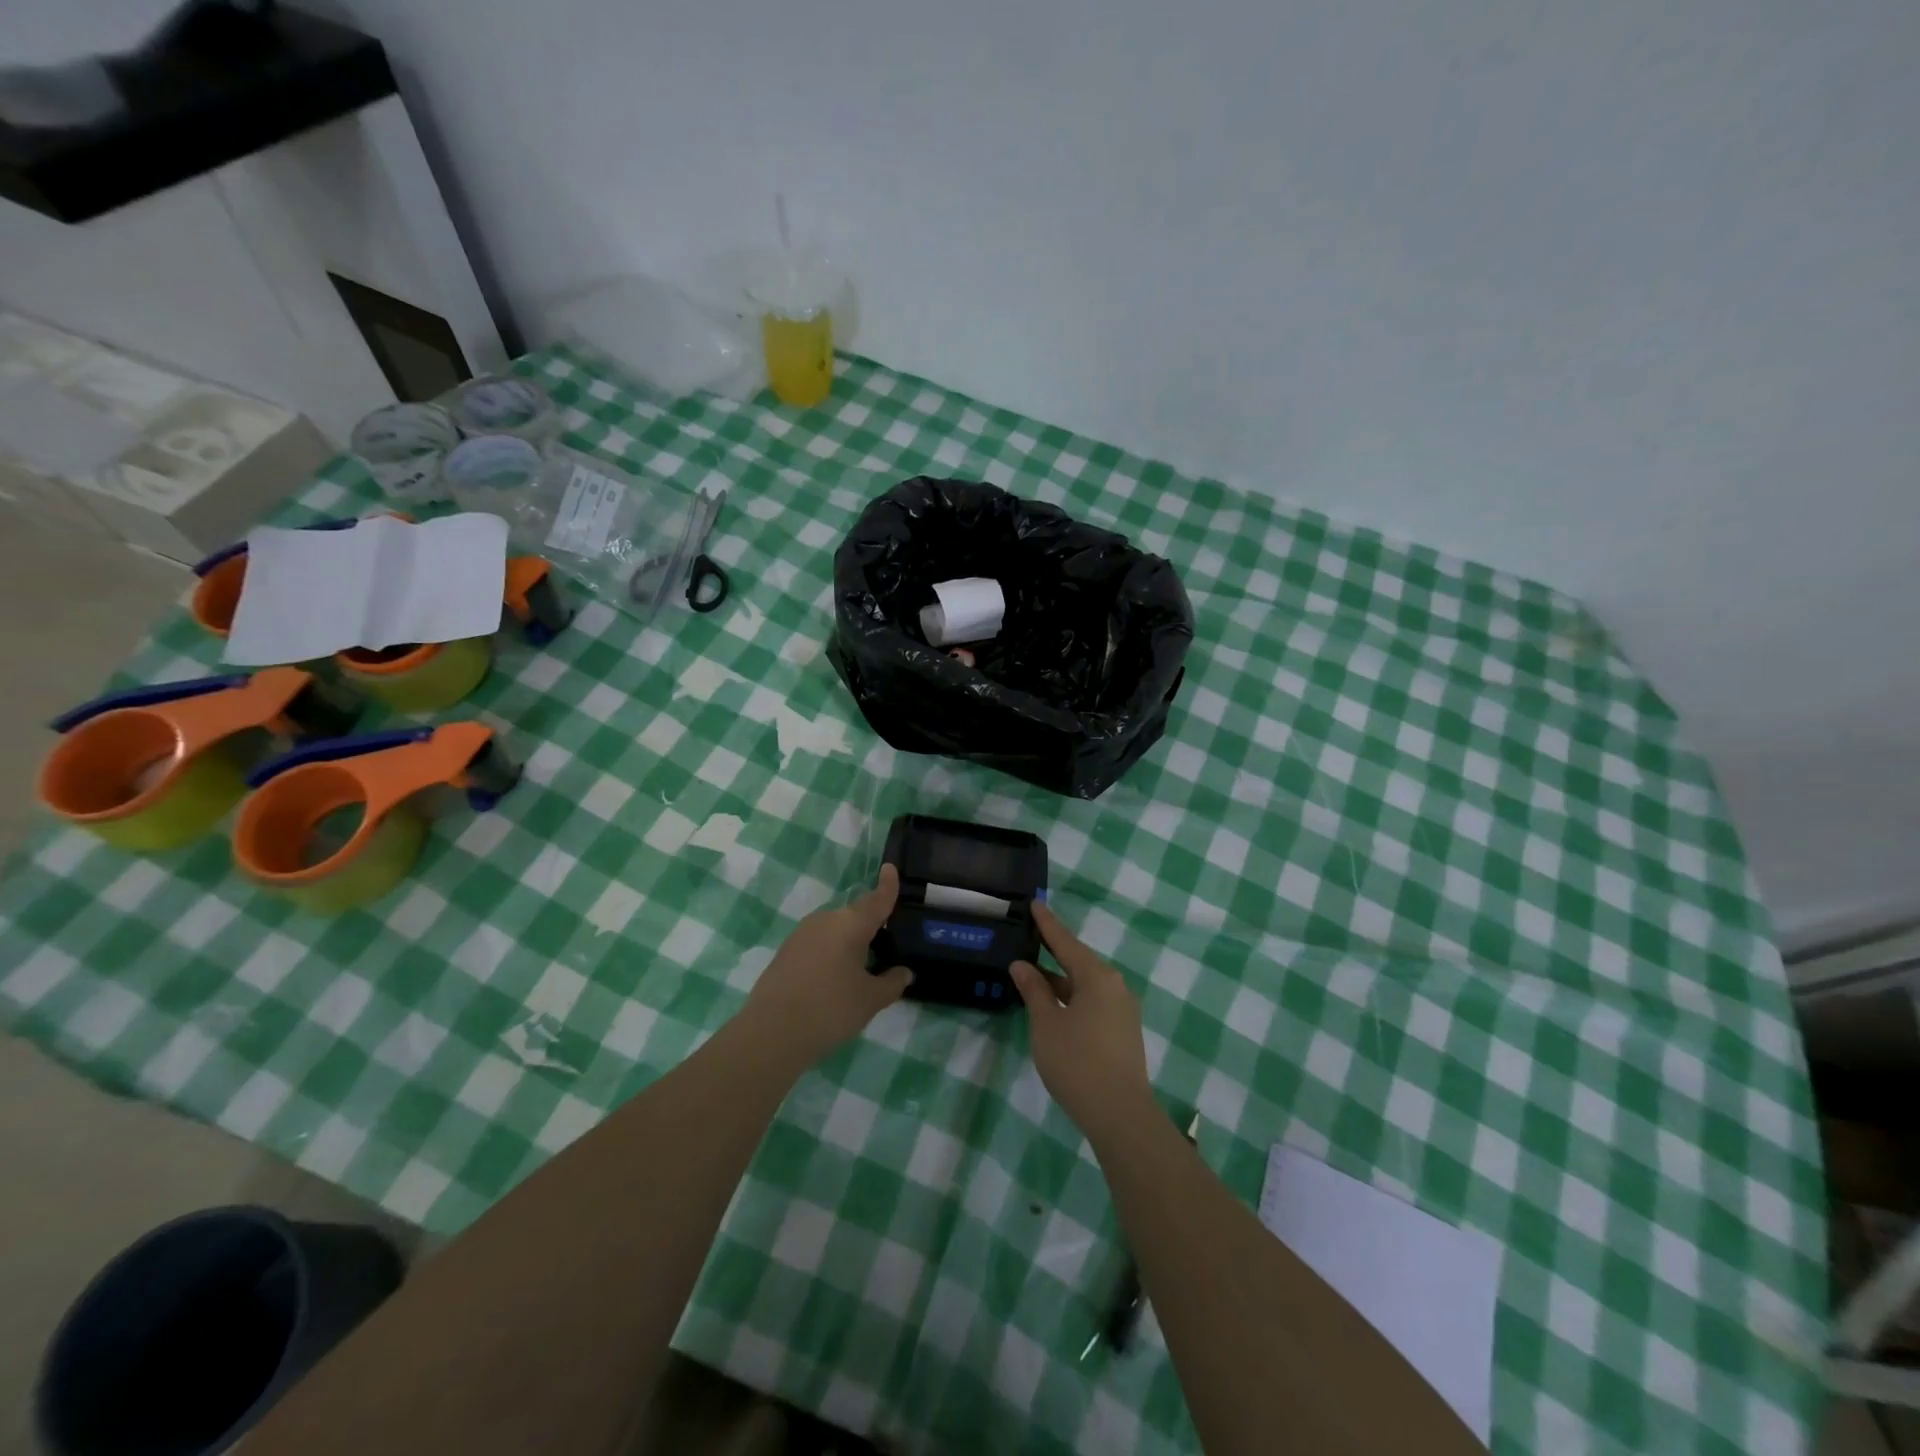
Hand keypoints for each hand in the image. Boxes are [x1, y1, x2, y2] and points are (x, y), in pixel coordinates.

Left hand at [741, 864, 912, 1068]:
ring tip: (860, 969)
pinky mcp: (786, 951)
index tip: (890, 868)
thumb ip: (892, 983)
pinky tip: (833, 979)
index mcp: (851, 924)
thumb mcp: (871, 1000)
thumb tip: (904, 972)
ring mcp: (801, 934)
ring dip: (848, 942)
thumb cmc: (830, 1009)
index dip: (887, 885)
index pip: (876, 899)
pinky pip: (818, 943)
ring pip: (835, 930)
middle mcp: (826, 920)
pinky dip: (830, 953)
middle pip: (855, 916)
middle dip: (870, 927)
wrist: (771, 1033)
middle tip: (885, 946)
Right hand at [1010, 900, 1153, 1141]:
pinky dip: (1071, 997)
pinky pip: (1093, 1001)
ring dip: (1059, 980)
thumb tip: (1021, 965)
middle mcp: (1115, 986)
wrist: (1120, 1114)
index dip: (1047, 924)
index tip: (1035, 903)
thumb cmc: (1078, 1062)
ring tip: (1032, 974)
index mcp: (1097, 977)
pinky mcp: (1122, 1031)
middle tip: (1028, 937)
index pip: (1065, 942)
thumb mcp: (1046, 1024)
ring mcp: (1122, 1009)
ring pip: (1085, 984)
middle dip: (1052, 952)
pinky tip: (1053, 1005)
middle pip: (1078, 961)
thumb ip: (1033, 990)